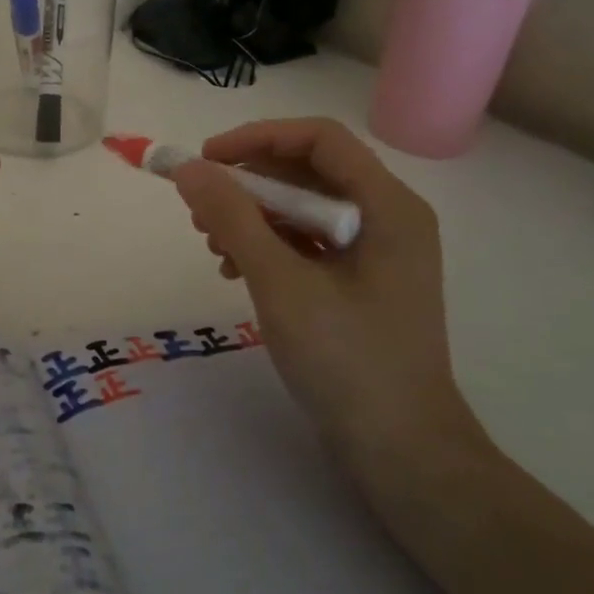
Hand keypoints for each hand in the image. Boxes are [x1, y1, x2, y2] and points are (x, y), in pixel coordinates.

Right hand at [171, 119, 480, 475]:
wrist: (403, 455)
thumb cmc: (348, 361)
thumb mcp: (281, 283)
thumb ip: (233, 218)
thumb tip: (189, 169)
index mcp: (388, 206)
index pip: (319, 138)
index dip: (257, 138)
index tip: (207, 160)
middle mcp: (388, 217)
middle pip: (309, 171)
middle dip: (249, 183)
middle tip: (200, 208)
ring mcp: (376, 252)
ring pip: (304, 207)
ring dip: (253, 216)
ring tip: (212, 246)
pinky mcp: (360, 282)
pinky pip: (308, 241)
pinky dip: (268, 245)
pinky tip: (235, 270)